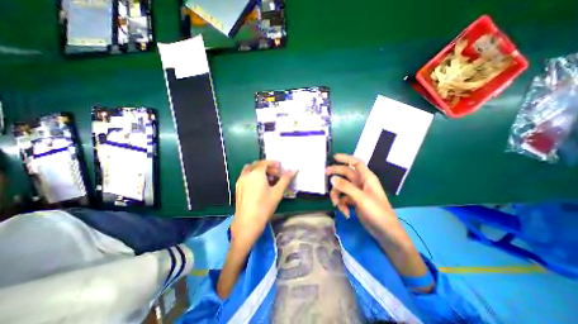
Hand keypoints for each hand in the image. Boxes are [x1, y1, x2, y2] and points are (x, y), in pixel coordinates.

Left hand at [231, 161, 294, 247]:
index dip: (273, 163)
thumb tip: (294, 170)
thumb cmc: (264, 206)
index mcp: (256, 174)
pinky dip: (253, 176)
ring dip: (259, 171)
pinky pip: (246, 176)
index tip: (280, 167)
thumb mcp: (277, 192)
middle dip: (267, 167)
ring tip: (268, 179)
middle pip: (257, 165)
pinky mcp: (238, 188)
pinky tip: (260, 186)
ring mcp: (240, 181)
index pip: (265, 162)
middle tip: (276, 173)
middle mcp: (246, 175)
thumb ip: (285, 179)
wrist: (247, 223)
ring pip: (250, 170)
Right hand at [325, 155, 397, 237]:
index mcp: (367, 178)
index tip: (334, 157)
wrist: (385, 232)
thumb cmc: (377, 212)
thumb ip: (346, 187)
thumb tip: (332, 178)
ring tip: (336, 205)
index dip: (346, 158)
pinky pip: (343, 198)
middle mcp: (361, 183)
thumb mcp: (361, 198)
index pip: (356, 163)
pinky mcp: (354, 201)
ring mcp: (357, 192)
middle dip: (336, 174)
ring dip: (337, 195)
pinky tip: (345, 213)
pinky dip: (342, 205)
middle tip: (325, 174)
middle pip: (346, 173)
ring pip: (342, 187)